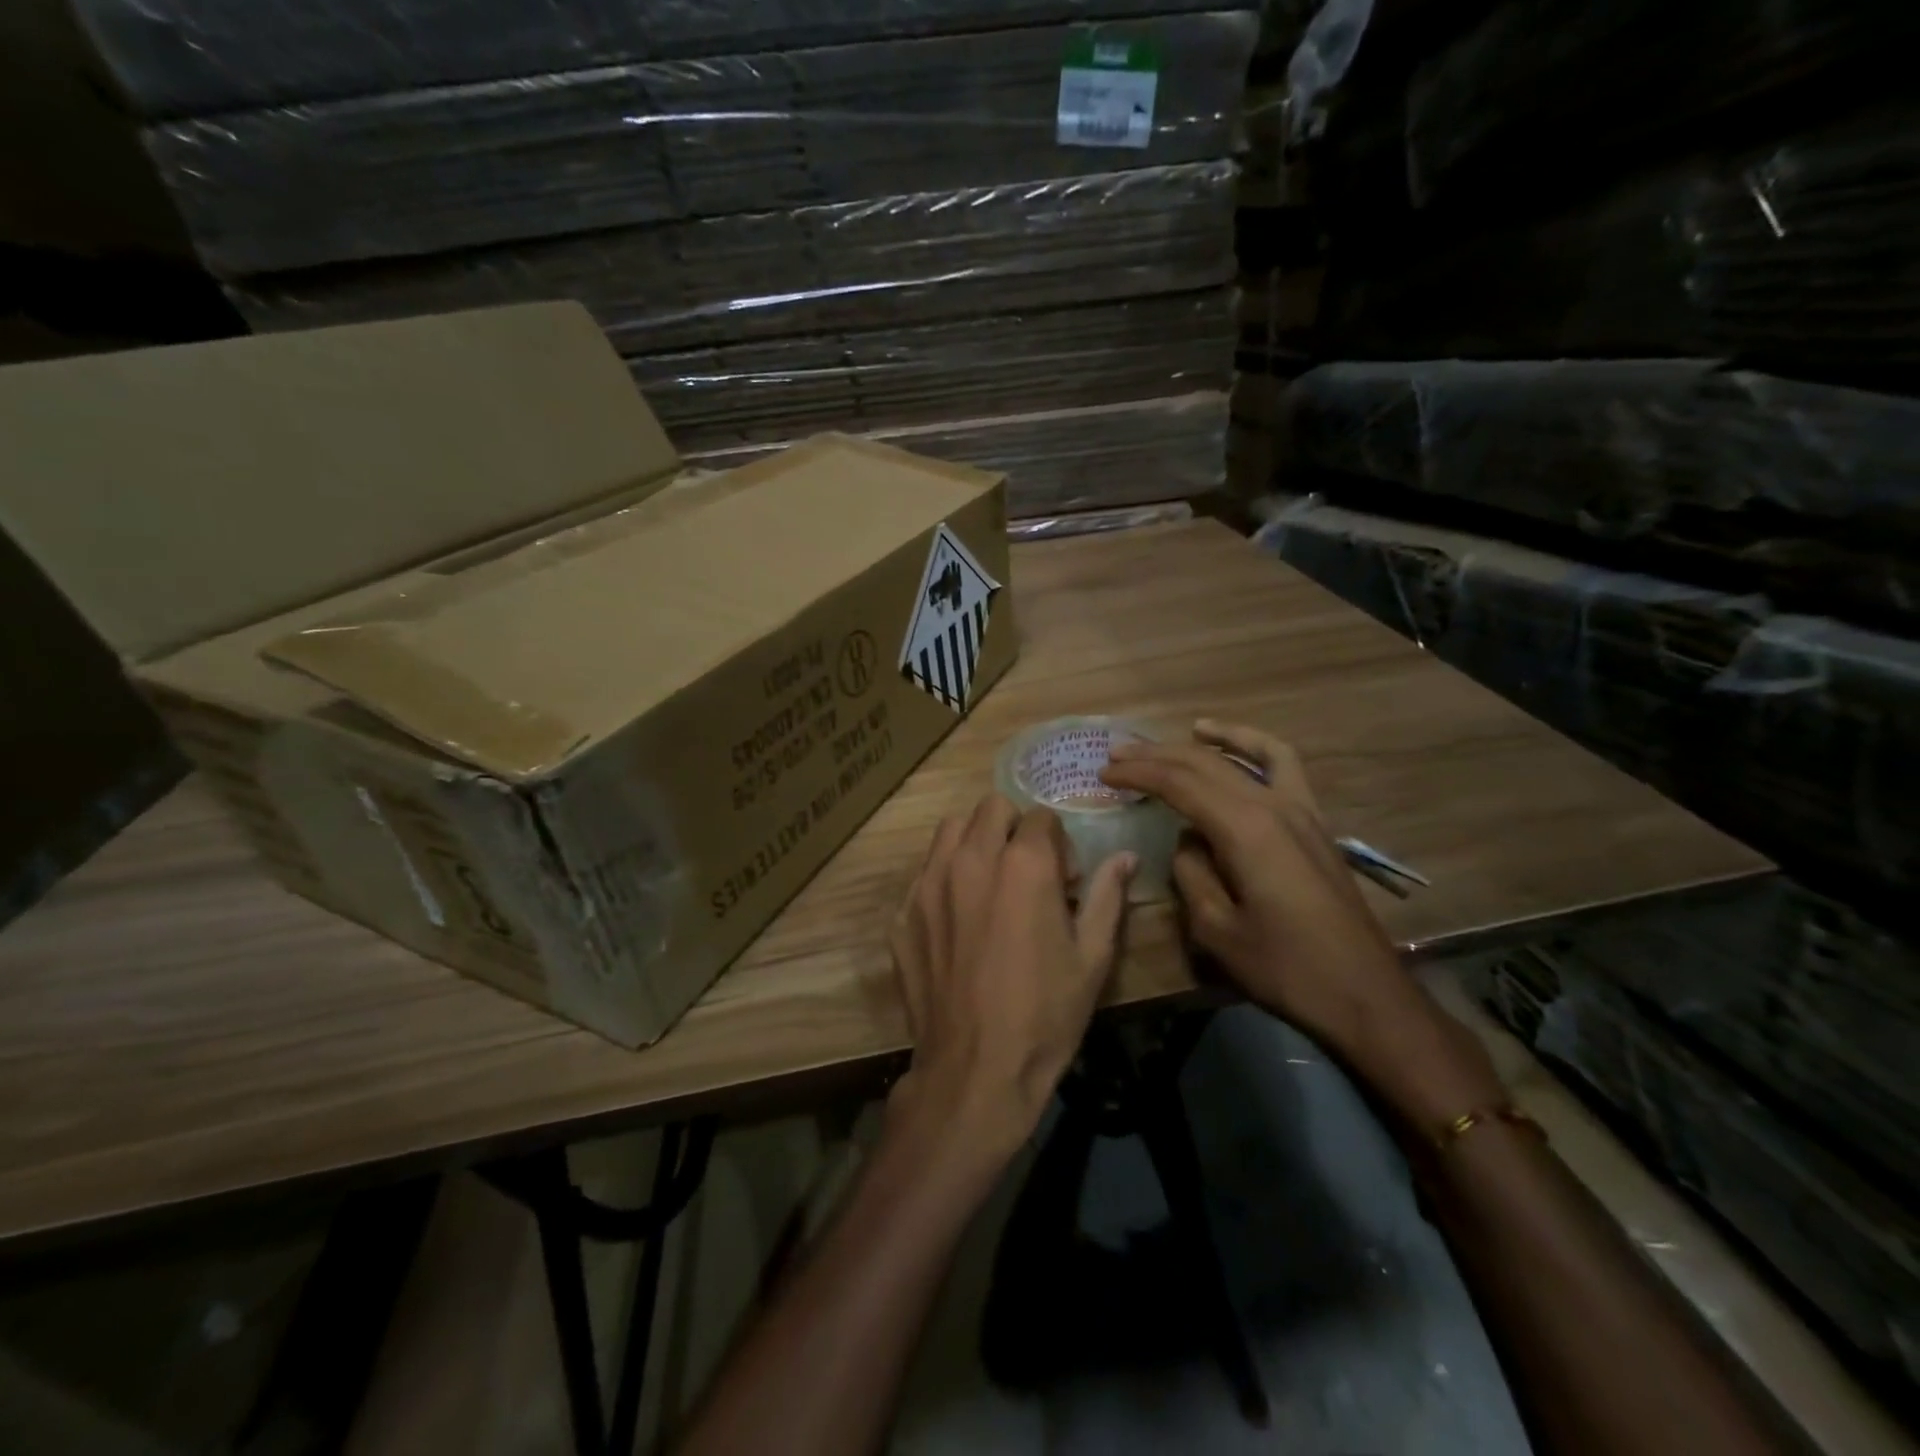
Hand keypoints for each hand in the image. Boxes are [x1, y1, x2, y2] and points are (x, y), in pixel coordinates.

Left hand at [890, 795, 1134, 1149]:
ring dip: (975, 841)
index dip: (1058, 844)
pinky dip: (944, 877)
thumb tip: (1125, 857)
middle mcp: (971, 859)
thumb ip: (1108, 896)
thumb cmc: (1045, 1015)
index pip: (1041, 817)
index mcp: (1024, 864)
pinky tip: (957, 919)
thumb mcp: (1092, 957)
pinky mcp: (903, 911)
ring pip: (951, 829)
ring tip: (988, 882)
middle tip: (1025, 872)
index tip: (1062, 879)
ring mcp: (929, 883)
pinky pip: (924, 871)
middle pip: (992, 808)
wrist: (975, 1071)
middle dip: (1015, 829)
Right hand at [1102, 721, 1501, 1127]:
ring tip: (1177, 733)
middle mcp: (1272, 806)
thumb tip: (1186, 843)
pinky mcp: (1314, 823)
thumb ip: (1191, 875)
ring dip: (1205, 743)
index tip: (1105, 773)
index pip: (1178, 784)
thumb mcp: (1217, 930)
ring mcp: (1300, 810)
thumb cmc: (1286, 969)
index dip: (1138, 774)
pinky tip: (1237, 748)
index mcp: (1244, 829)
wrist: (1365, 994)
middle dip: (1157, 755)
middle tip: (1117, 754)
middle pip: (1205, 764)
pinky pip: (1284, 768)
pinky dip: (1256, 748)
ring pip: (1246, 756)